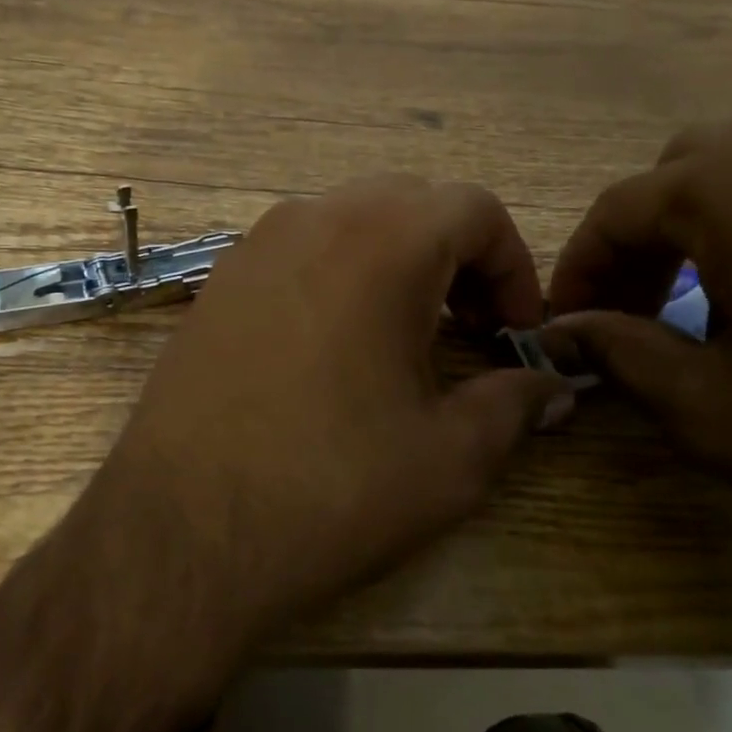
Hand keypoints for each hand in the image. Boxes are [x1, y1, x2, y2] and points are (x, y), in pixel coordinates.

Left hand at [71, 175, 571, 660]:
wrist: (182, 528)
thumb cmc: (329, 489)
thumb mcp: (449, 458)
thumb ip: (513, 405)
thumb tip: (550, 387)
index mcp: (381, 242)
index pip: (473, 208)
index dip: (512, 265)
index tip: (514, 333)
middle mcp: (310, 221)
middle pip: (408, 203)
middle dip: (454, 256)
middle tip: (466, 330)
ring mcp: (251, 248)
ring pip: (346, 222)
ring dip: (392, 262)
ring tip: (401, 339)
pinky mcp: (214, 285)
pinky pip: (294, 253)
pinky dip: (334, 276)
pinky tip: (330, 350)